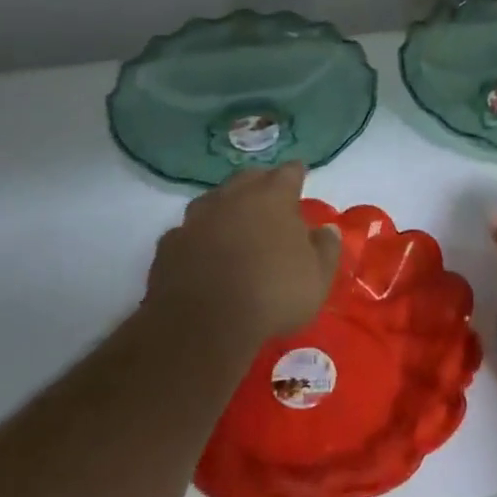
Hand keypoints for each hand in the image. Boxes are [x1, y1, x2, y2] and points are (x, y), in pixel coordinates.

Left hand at [145, 163, 341, 345]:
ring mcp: (196, 219)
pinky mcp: (169, 244)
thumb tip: (327, 230)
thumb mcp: (317, 278)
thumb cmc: (273, 294)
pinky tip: (201, 252)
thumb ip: (326, 248)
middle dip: (260, 183)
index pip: (289, 172)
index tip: (301, 174)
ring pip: (213, 200)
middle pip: (248, 178)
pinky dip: (197, 237)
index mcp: (272, 198)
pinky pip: (187, 232)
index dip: (296, 173)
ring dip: (225, 207)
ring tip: (233, 222)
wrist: (203, 324)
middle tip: (269, 196)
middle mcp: (232, 197)